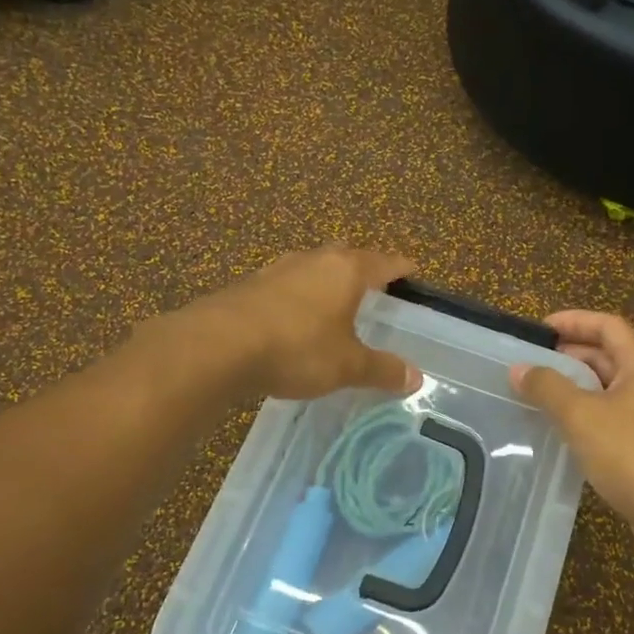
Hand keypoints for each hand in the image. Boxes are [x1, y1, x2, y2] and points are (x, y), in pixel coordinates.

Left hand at [193, 246, 420, 400]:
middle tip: (374, 288)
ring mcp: (277, 269)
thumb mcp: (347, 366)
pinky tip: (292, 320)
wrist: (218, 346)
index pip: (384, 261)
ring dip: (325, 281)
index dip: (401, 266)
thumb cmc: (297, 348)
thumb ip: (382, 369)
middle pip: (346, 256)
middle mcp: (313, 260)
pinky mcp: (248, 285)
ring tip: (333, 303)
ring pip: (311, 267)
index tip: (412, 269)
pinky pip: (284, 285)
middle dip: (361, 268)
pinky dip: (297, 297)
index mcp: (345, 270)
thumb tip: (416, 377)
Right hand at [510, 311, 633, 556]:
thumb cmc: (632, 452)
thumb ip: (547, 387)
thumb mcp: (581, 414)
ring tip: (537, 395)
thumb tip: (519, 368)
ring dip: (575, 388)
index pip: (608, 326)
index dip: (573, 321)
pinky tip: (560, 430)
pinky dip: (586, 416)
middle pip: (609, 355)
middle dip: (570, 356)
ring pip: (609, 390)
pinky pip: (612, 418)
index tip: (538, 329)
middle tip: (531, 364)